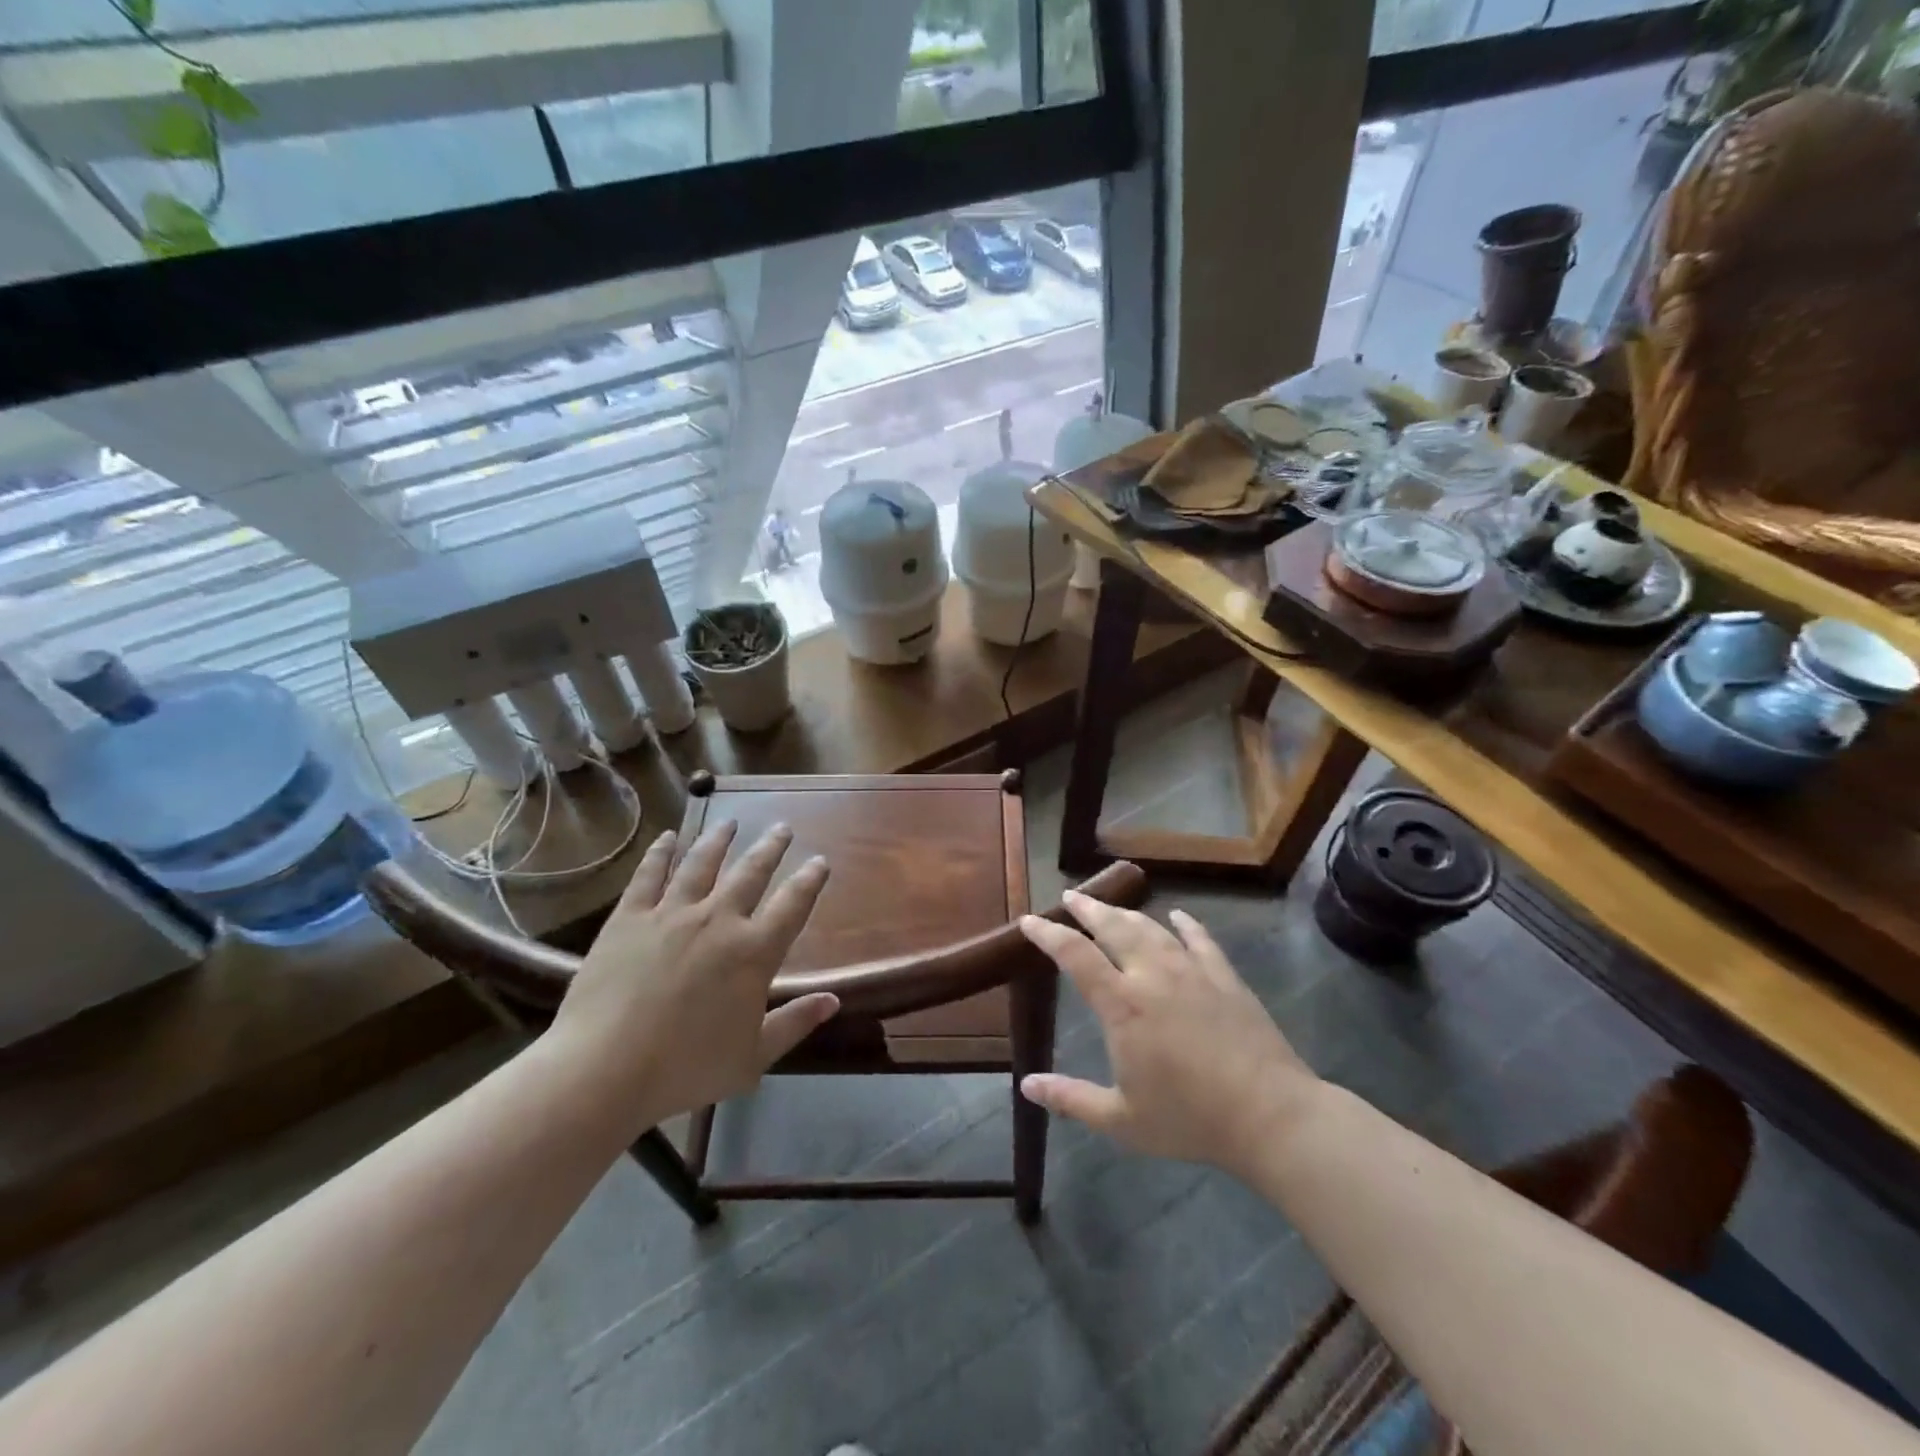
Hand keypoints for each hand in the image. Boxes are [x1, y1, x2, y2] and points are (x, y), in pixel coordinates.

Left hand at [547, 822, 836, 1129]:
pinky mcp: (630, 918)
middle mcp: (718, 920)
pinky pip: (649, 875)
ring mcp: (671, 914)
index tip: (820, 862)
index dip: (810, 880)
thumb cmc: (685, 1068)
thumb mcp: (753, 1058)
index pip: (793, 905)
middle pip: (751, 872)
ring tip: (730, 823)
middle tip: (782, 827)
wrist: (604, 1070)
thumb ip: (795, 1023)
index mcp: (753, 952)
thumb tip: (834, 1001)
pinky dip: (661, 853)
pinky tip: (668, 837)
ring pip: (702, 864)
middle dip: (771, 847)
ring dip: (719, 840)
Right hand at [1017, 893, 1319, 1176]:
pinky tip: (1178, 916)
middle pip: (1113, 927)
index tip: (1029, 920)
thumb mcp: (1121, 1120)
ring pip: (1152, 928)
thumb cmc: (1189, 1119)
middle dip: (1088, 908)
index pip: (1074, 955)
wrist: (1269, 1115)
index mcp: (1122, 1004)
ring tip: (1111, 905)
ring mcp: (1192, 971)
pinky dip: (1186, 925)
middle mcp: (1152, 975)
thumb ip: (1071, 1099)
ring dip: (1127, 912)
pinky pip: (1201, 940)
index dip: (1048, 933)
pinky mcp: (1225, 977)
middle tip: (1071, 896)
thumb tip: (1026, 1085)